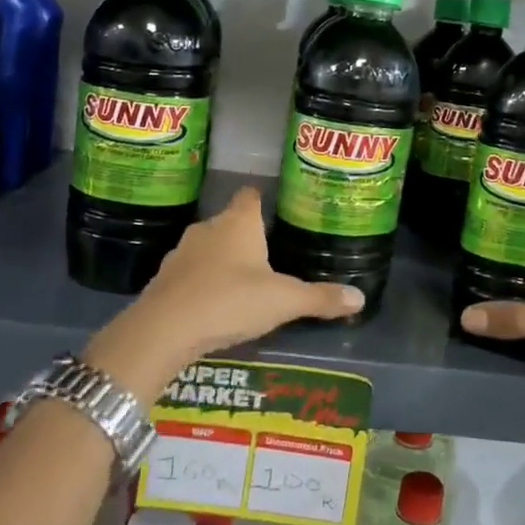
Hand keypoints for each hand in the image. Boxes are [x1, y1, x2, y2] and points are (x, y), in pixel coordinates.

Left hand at [85, 187, 363, 401]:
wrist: (164, 329)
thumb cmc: (230, 301)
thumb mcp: (283, 301)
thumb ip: (320, 298)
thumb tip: (360, 298)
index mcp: (239, 223)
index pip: (251, 195)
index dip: (262, 198)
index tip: (275, 207)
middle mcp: (208, 228)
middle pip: (230, 222)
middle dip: (246, 234)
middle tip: (270, 252)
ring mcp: (182, 252)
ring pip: (208, 247)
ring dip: (222, 259)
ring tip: (243, 281)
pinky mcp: (164, 278)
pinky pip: (190, 273)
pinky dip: (202, 281)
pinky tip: (214, 303)